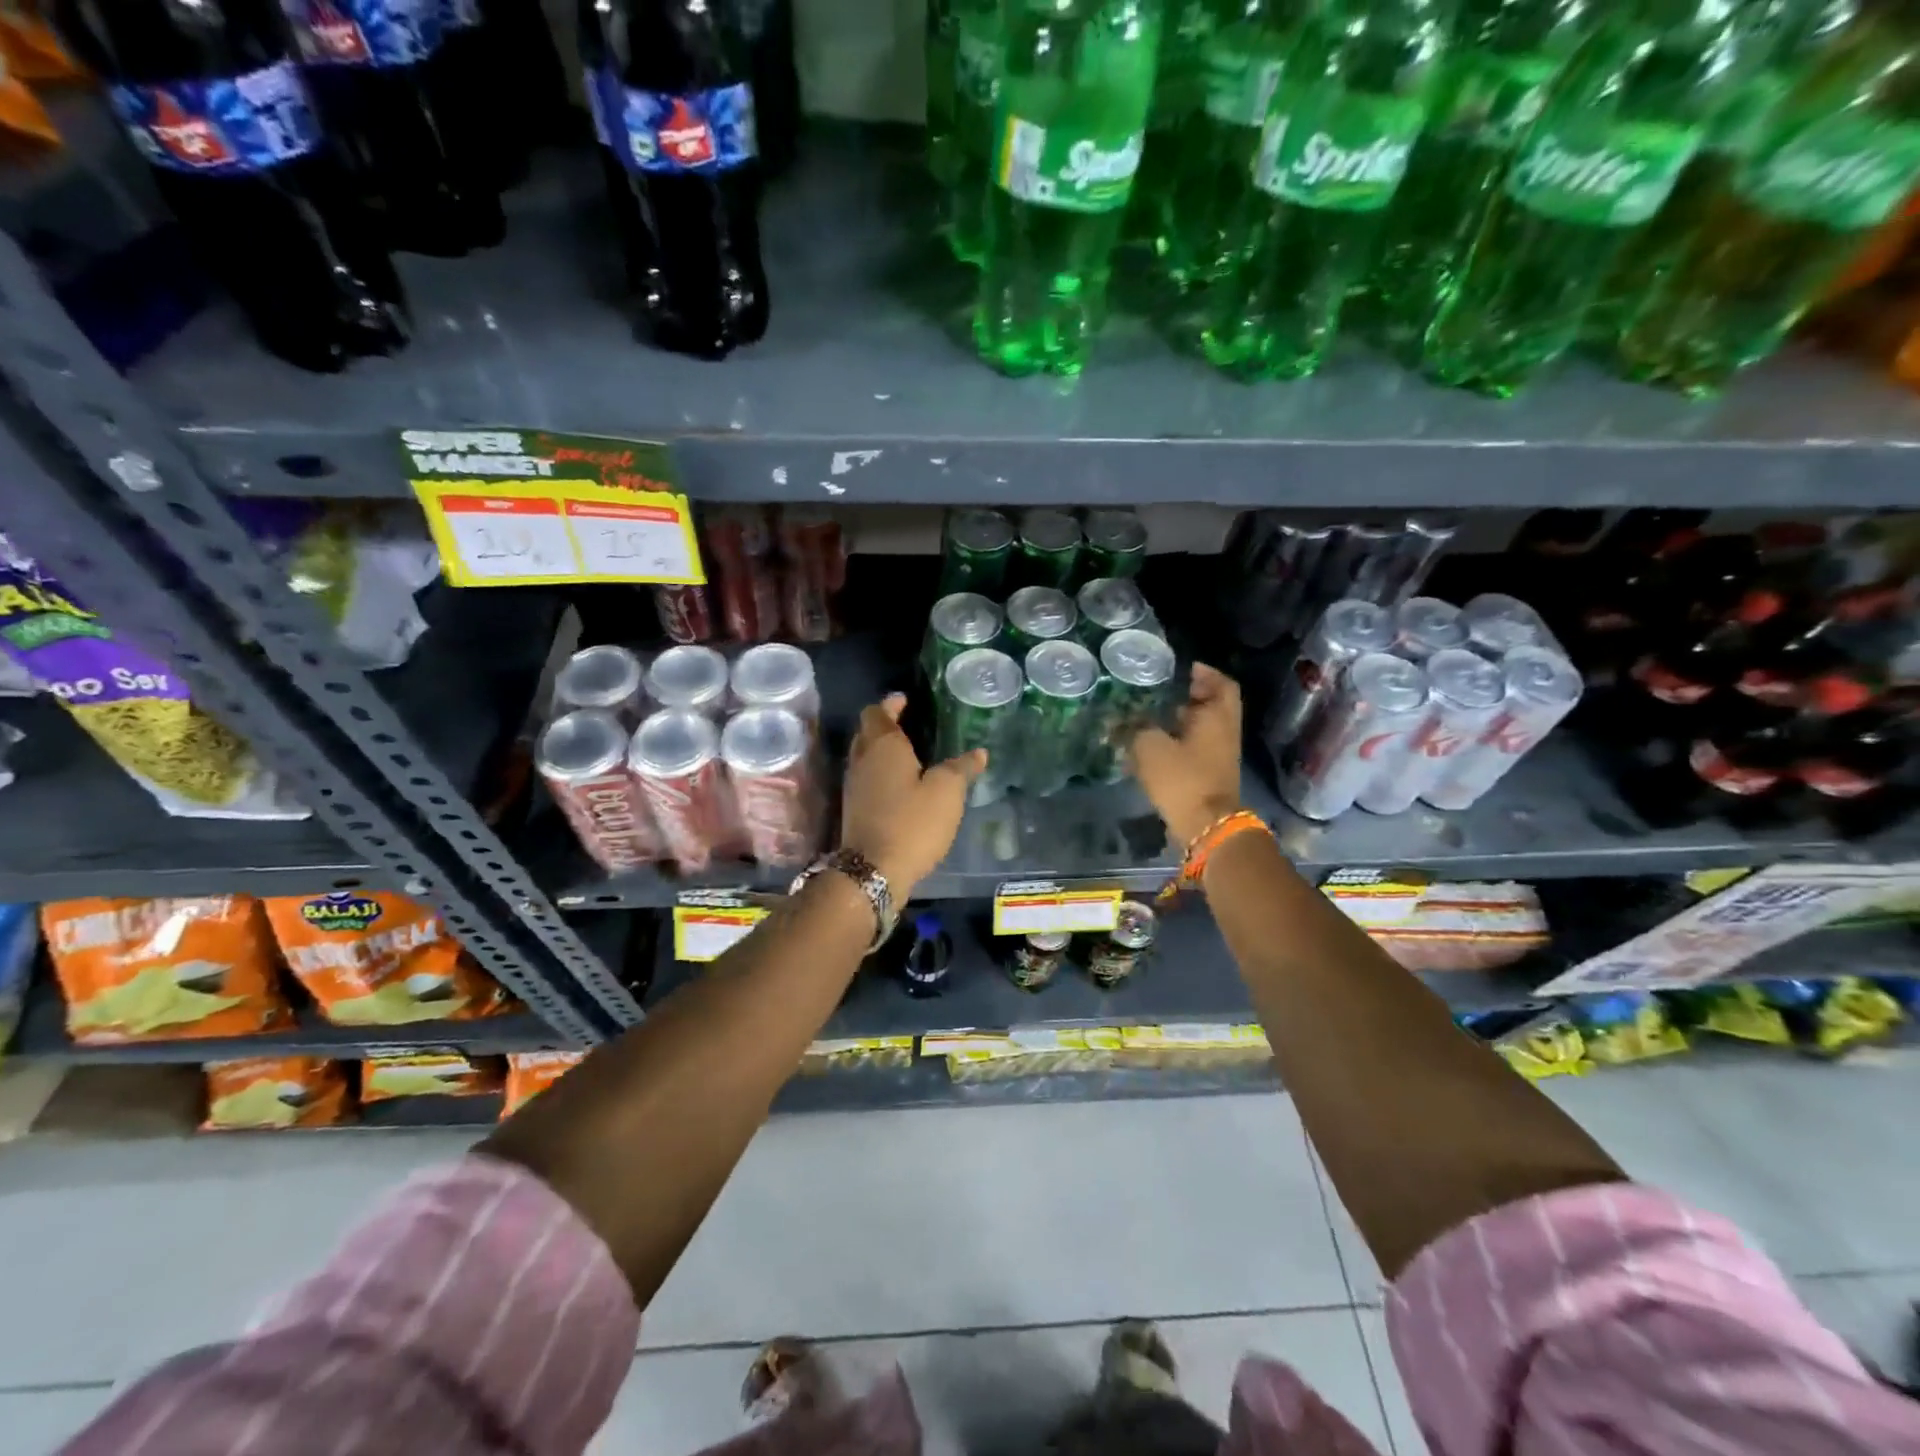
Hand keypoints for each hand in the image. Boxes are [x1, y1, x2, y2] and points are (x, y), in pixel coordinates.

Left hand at [839, 694, 983, 895]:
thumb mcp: (947, 793)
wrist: (873, 871)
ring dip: (881, 751)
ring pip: (864, 756)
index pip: (877, 712)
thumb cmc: (912, 823)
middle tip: (908, 723)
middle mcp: (862, 760)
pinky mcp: (854, 810)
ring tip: (908, 753)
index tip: (905, 700)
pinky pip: (866, 779)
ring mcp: (854, 786)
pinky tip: (901, 785)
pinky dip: (880, 774)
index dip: (890, 704)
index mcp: (882, 746)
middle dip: (885, 725)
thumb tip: (979, 753)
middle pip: (867, 732)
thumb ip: (961, 769)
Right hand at [1128, 662, 1242, 846]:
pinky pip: (1193, 749)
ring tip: (1147, 716)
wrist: (1205, 826)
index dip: (1205, 673)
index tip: (1184, 668)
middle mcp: (1223, 732)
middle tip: (1159, 690)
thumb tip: (1116, 720)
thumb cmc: (1183, 778)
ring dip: (1179, 720)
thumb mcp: (1150, 747)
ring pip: (1201, 728)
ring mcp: (1218, 755)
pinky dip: (1176, 742)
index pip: (1221, 684)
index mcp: (1217, 717)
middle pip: (1211, 705)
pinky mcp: (1207, 775)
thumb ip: (1133, 729)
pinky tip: (1148, 746)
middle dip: (1187, 696)